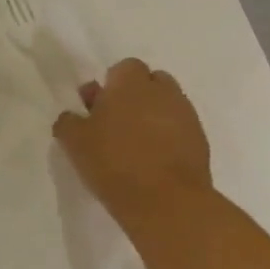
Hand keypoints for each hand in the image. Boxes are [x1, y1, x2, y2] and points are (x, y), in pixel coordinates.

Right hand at [52, 59, 211, 224]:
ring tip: (132, 141)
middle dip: (134, 95)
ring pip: (166, 104)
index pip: (124, 67)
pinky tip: (150, 158)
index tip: (98, 105)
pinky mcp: (200, 141)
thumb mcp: (73, 141)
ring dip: (151, 115)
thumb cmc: (112, 162)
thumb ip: (69, 120)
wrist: (165, 201)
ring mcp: (186, 116)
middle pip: (150, 81)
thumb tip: (74, 115)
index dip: (110, 83)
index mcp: (130, 85)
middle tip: (114, 120)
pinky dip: (166, 135)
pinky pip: (179, 127)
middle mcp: (163, 93)